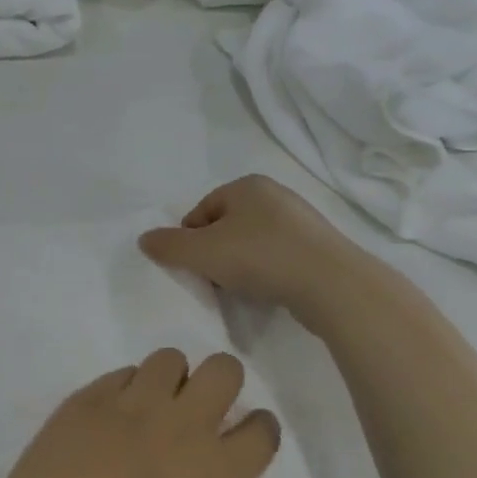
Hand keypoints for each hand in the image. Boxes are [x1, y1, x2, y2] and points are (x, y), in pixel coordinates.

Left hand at [0, 350, 278, 477]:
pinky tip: (109, 418)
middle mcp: (182, 426)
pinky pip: (121, 374)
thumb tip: (195, 472)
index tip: (243, 434)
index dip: (256, 429)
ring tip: (150, 407)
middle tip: (199, 407)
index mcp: (216, 475)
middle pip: (224, 370)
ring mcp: (132, 404)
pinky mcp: (89, 396)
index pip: (261, 430)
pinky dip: (124, 390)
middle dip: (220, 383)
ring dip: (169, 380)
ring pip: (170, 359)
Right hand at [138, 175, 382, 328]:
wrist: (332, 285)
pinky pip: (278, 257)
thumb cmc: (260, 257)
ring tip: (241, 289)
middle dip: (215, 253)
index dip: (191, 240)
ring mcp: (301, 221)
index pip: (201, 211)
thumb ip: (168, 245)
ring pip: (252, 243)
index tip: (195, 267)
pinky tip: (267, 291)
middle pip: (226, 226)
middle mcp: (275, 195)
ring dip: (240, 265)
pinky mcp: (319, 248)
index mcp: (246, 185)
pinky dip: (267, 273)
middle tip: (214, 279)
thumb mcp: (202, 252)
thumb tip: (144, 239)